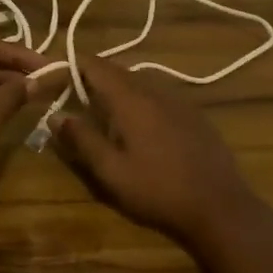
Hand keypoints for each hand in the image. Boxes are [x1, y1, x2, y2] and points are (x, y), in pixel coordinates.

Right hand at [50, 53, 262, 247]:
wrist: (220, 207)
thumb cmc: (159, 190)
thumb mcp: (111, 171)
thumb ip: (82, 140)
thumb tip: (55, 115)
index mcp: (131, 99)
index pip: (95, 65)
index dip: (71, 66)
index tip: (52, 79)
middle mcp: (154, 90)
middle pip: (117, 71)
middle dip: (91, 79)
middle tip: (70, 98)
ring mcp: (178, 100)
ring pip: (138, 82)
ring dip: (115, 90)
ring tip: (99, 113)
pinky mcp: (193, 115)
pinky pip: (157, 96)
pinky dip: (138, 101)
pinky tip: (137, 127)